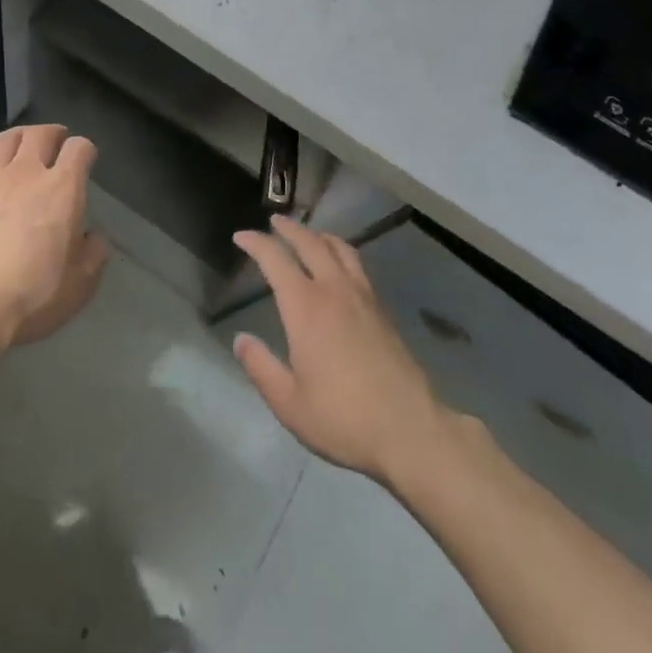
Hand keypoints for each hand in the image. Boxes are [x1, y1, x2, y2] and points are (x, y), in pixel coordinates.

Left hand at [0, 124, 109, 356]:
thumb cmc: (32, 295)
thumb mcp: (81, 284)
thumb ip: (93, 253)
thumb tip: (90, 238)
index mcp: (63, 188)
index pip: (79, 148)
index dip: (85, 151)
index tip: (86, 162)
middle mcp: (27, 172)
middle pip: (41, 133)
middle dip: (53, 134)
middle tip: (57, 144)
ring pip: (7, 138)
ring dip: (20, 139)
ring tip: (23, 150)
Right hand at [232, 216, 448, 485]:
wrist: (410, 430)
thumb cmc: (342, 419)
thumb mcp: (289, 403)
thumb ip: (261, 367)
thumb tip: (241, 340)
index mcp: (305, 307)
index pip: (275, 260)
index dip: (256, 243)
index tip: (241, 236)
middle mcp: (334, 290)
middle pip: (310, 243)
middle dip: (289, 228)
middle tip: (274, 221)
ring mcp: (363, 297)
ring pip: (339, 249)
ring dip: (319, 235)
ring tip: (308, 235)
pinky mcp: (382, 310)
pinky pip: (357, 265)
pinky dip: (340, 253)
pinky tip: (339, 267)